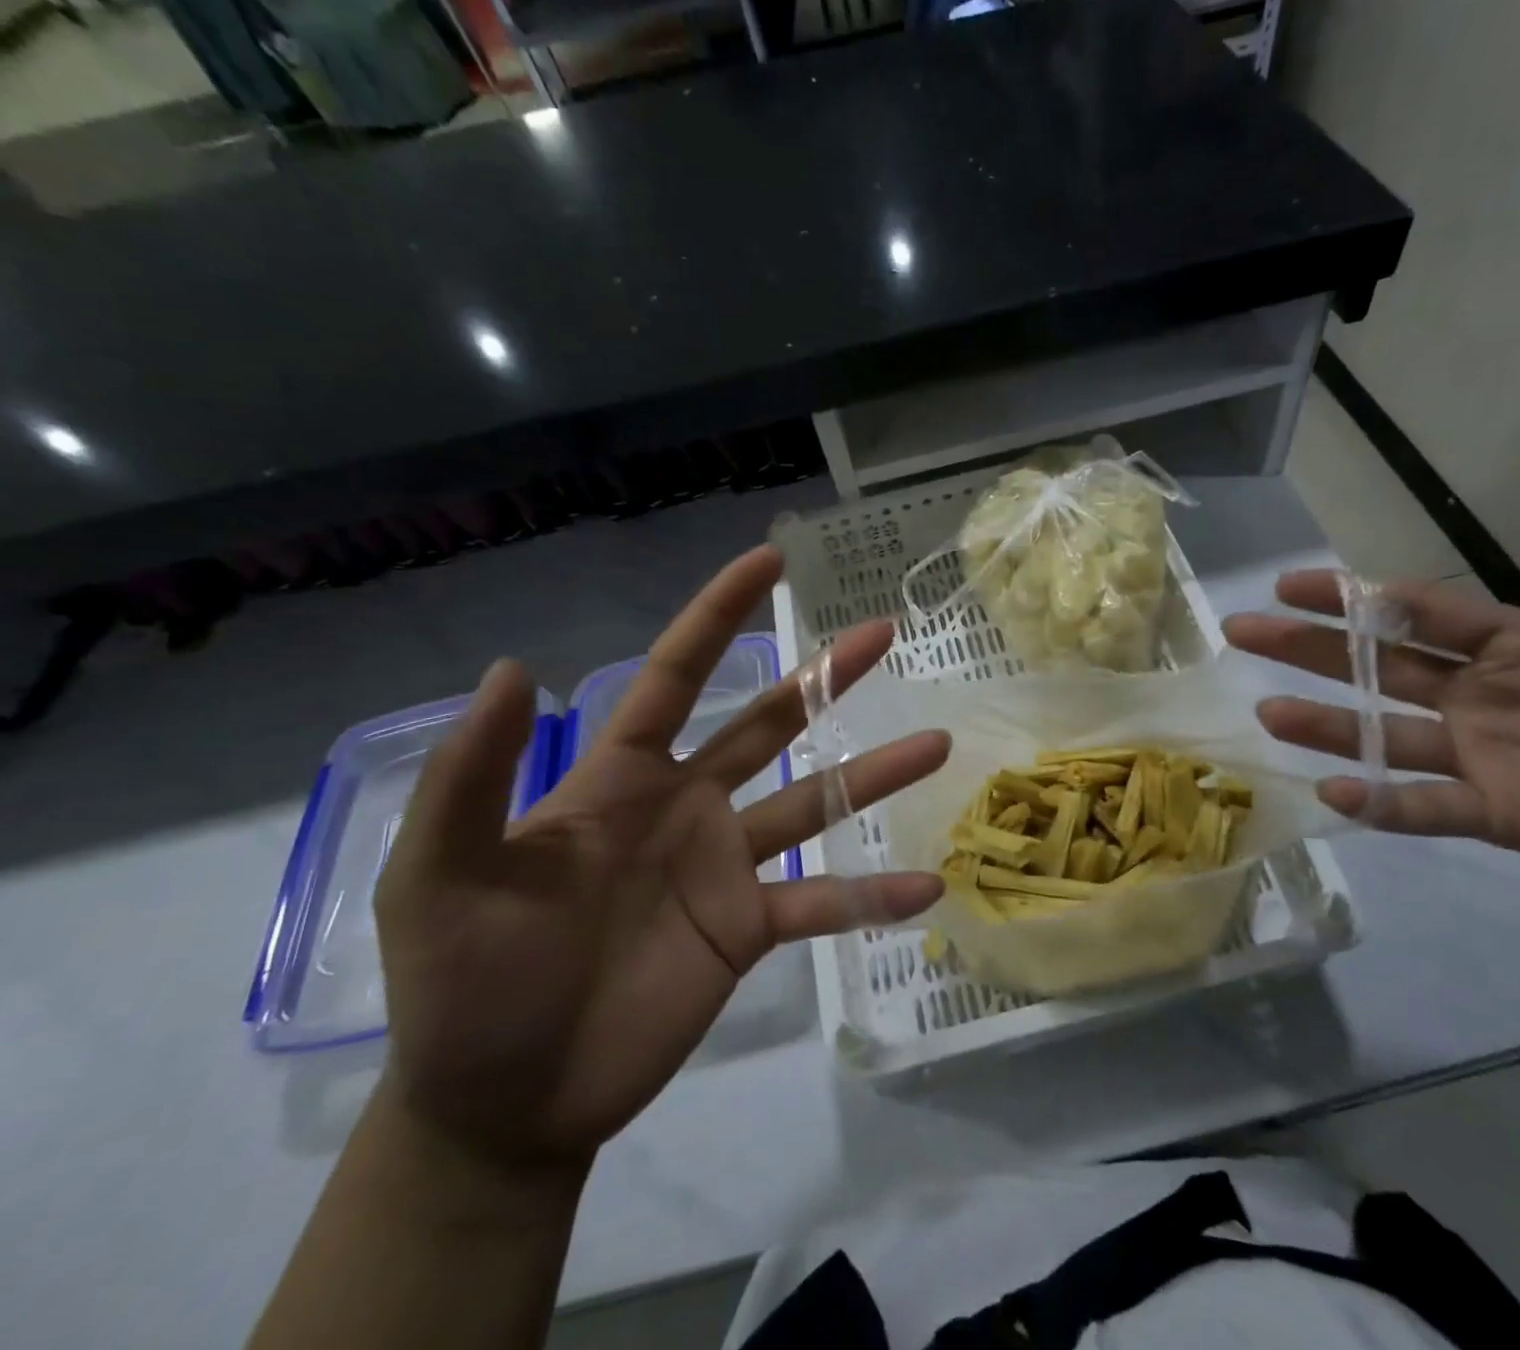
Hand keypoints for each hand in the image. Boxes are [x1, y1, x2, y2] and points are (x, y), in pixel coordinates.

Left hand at [373, 546, 948, 1168]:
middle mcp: (687, 805)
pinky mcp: (748, 928)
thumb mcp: (442, 871)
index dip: (719, 613)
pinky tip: (924, 885)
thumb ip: (475, 775)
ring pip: (813, 804)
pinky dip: (870, 895)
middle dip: (824, 677)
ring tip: (935, 743)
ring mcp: (725, 867)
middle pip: (770, 723)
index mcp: (624, 777)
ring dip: (873, 775)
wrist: (500, 1101)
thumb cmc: (464, 977)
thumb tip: (513, 667)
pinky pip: (822, 903)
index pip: (677, 675)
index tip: (769, 560)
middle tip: (881, 634)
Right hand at [1224, 448, 1519, 939]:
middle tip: (1243, 630)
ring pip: (1386, 734)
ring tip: (1269, 713)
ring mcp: (1488, 758)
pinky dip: (1383, 803)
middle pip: (1379, 666)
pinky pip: (1427, 806)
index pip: (1419, 613)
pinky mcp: (1504, 816)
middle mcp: (1487, 699)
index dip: (1354, 597)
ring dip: (1327, 725)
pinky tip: (1336, 792)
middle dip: (1310, 647)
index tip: (1292, 583)